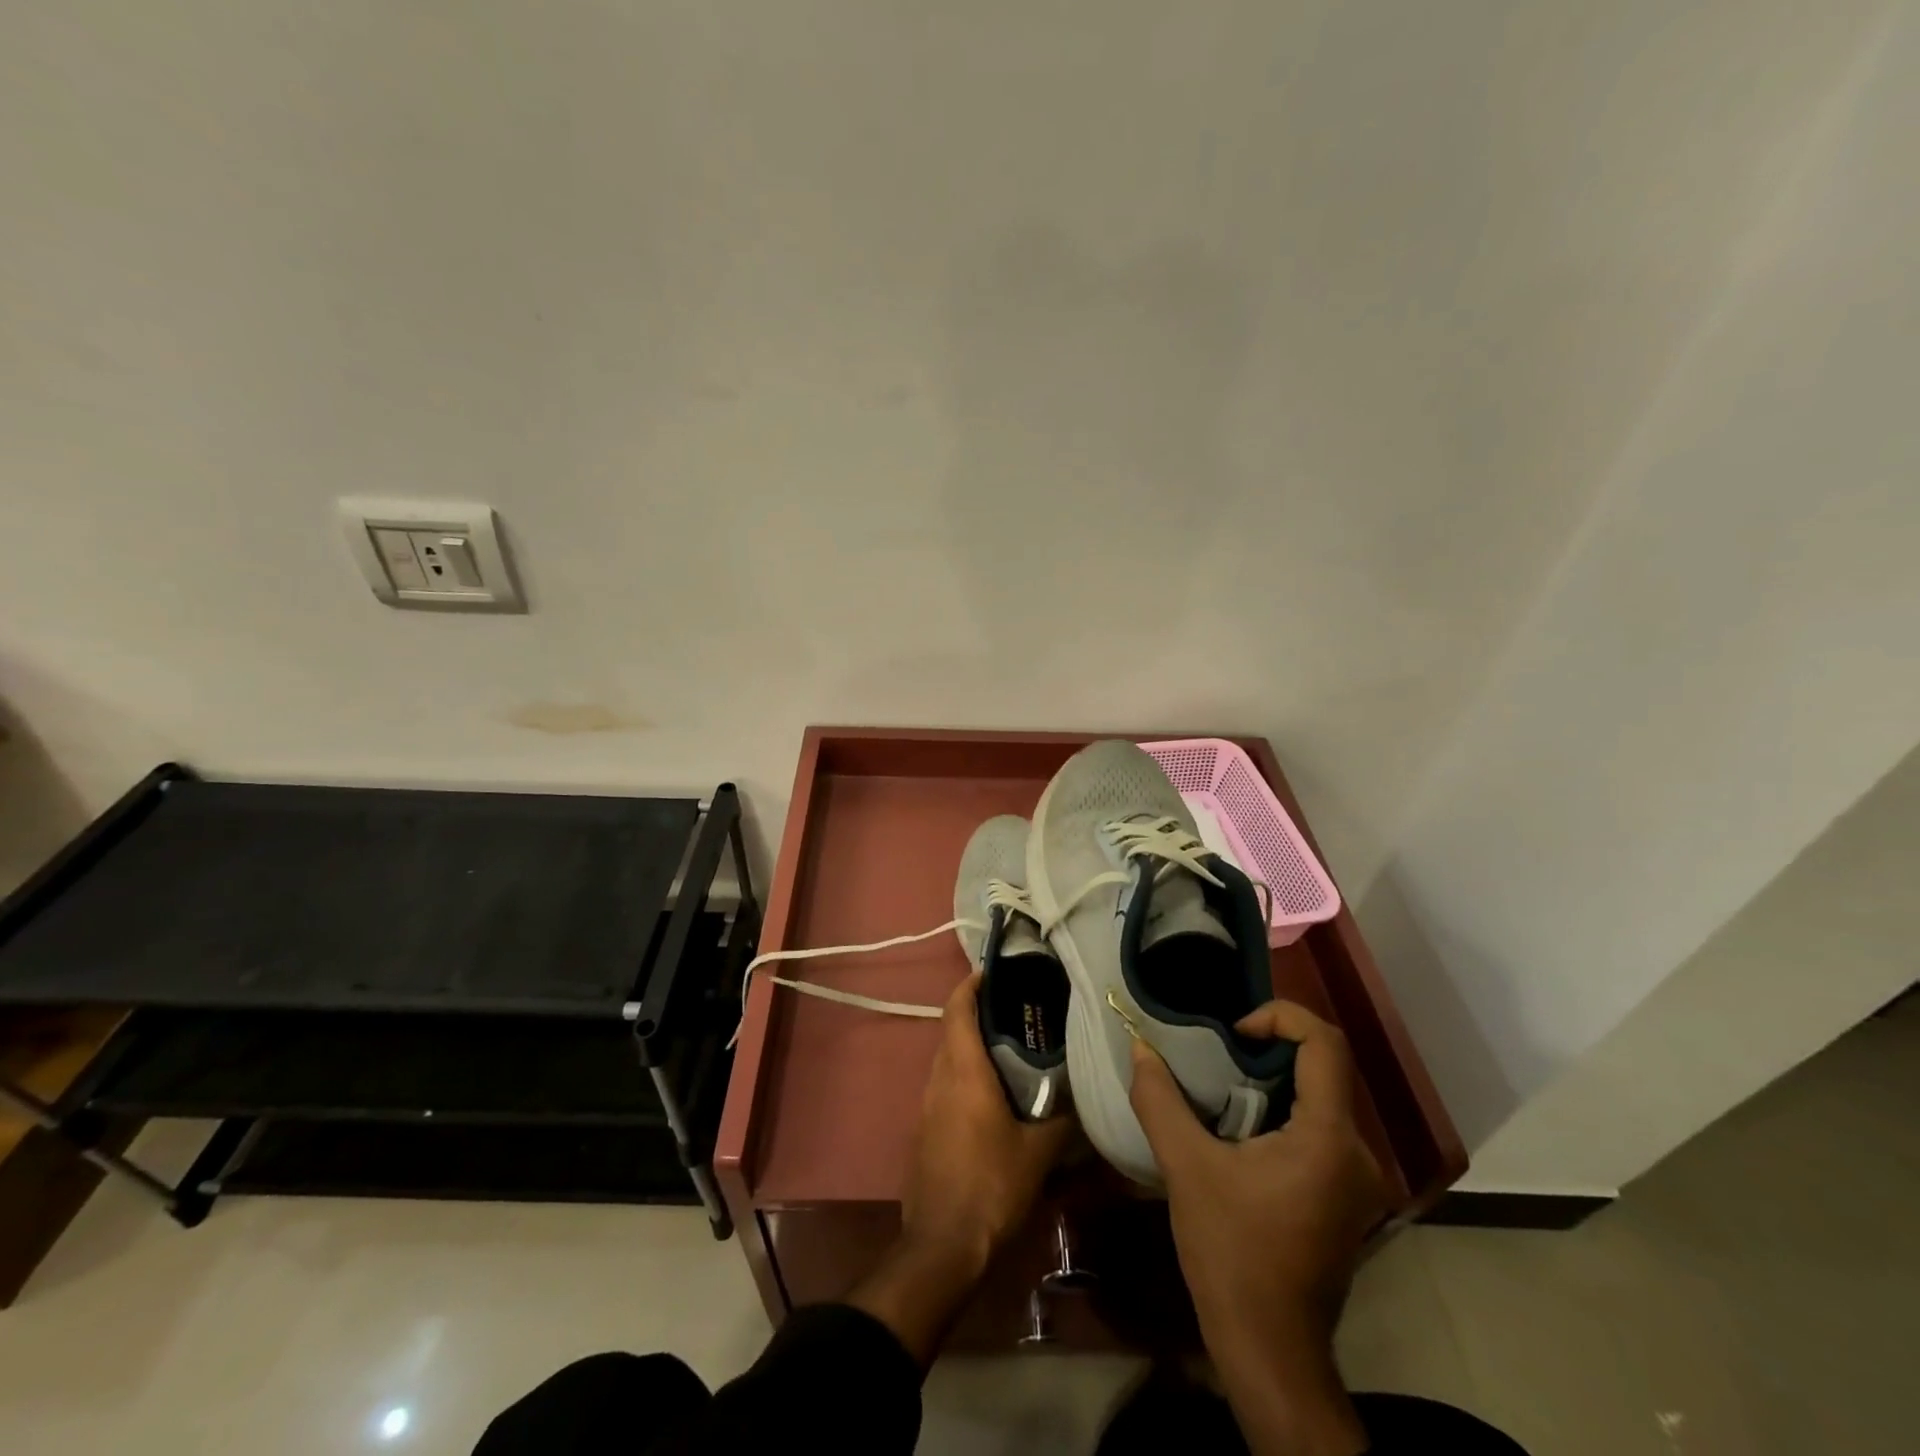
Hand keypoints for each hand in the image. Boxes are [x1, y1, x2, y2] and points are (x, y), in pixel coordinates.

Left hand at [901, 972, 1070, 1270]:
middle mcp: (939, 1079)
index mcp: (963, 1072)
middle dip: (977, 1015)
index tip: (990, 971)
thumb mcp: (1038, 1154)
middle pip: (952, 1032)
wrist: (942, 1245)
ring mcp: (926, 1107)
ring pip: (947, 1061)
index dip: (970, 985)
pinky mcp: (924, 1132)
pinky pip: (945, 1089)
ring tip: (1010, 1052)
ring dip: (971, 1049)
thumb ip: (1061, 1122)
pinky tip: (993, 1098)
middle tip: (1015, 1013)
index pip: (957, 1009)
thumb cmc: (991, 1186)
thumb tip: (1081, 1104)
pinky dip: (965, 1078)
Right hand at [1129, 1001, 1387, 1455]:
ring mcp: (1358, 1180)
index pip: (1325, 1044)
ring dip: (1273, 1083)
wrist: (1270, 1349)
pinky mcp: (1347, 1199)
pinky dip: (1283, 1113)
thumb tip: (1141, 1049)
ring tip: (1222, 1090)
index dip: (1282, 1016)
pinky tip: (1241, 1133)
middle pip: (1322, 1070)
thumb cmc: (1232, 1254)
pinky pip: (1320, 1130)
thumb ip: (1160, 1100)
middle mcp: (1358, 1153)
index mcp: (1328, 1138)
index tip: (1234, 1033)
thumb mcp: (1186, 1168)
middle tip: (1218, 1056)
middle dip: (1269, 1051)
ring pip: (1320, 1100)